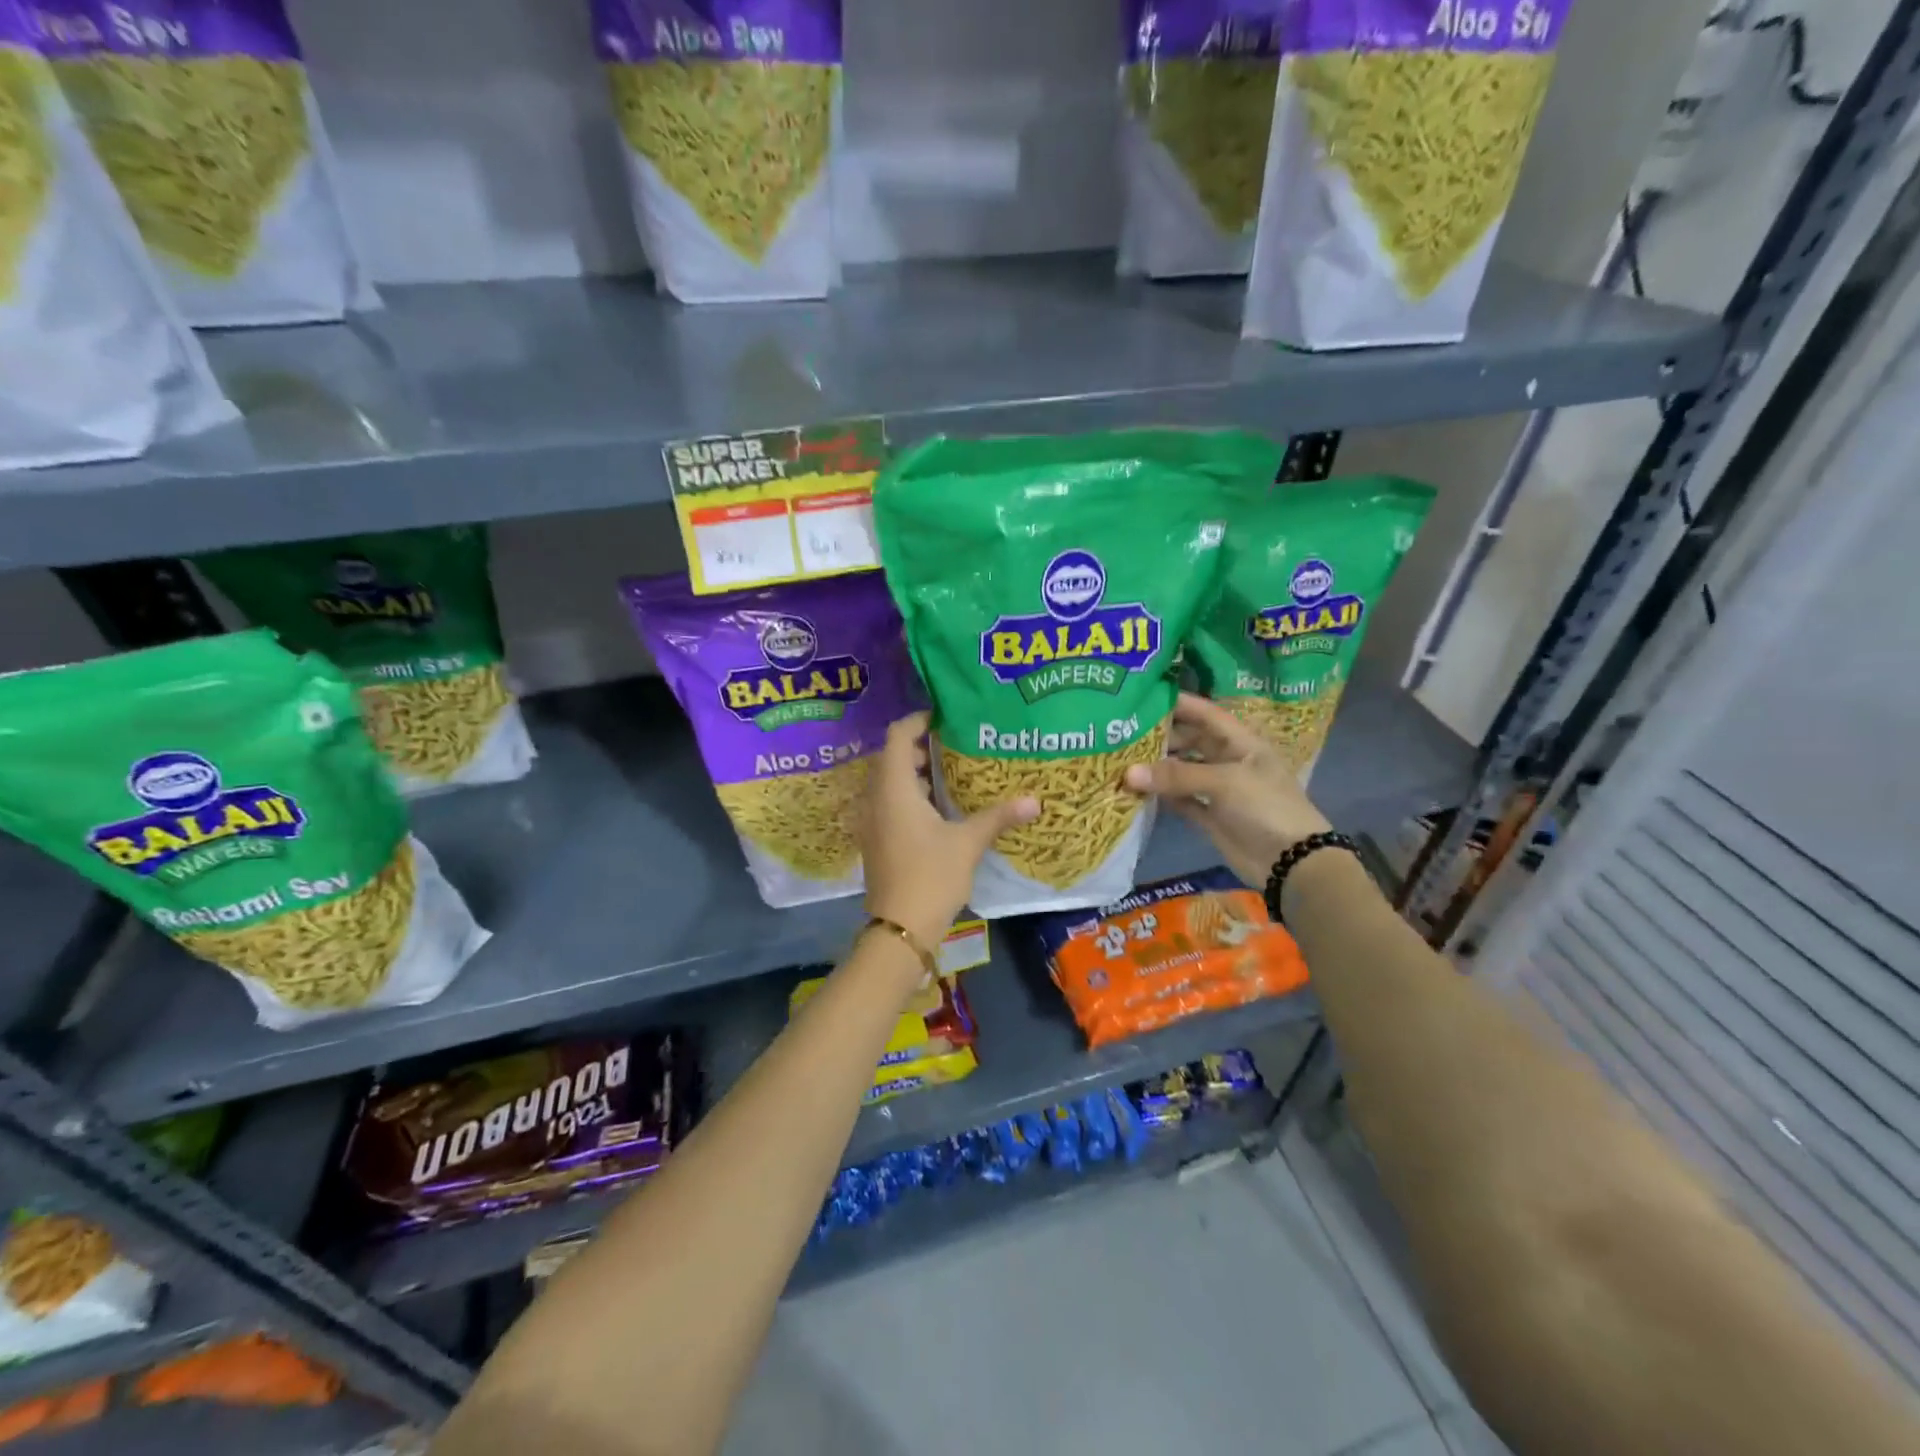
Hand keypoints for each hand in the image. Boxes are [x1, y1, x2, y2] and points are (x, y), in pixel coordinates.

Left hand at [858, 712, 1039, 949]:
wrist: (899, 929)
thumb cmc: (931, 876)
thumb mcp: (968, 843)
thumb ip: (998, 816)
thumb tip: (1035, 800)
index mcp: (894, 788)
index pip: (898, 736)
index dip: (919, 720)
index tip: (946, 718)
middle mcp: (876, 798)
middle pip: (893, 756)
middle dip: (922, 747)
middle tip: (956, 745)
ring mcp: (873, 820)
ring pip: (891, 782)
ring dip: (916, 773)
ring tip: (953, 773)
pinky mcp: (877, 839)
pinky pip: (890, 802)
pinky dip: (911, 795)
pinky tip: (940, 808)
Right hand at [1124, 693, 1332, 886]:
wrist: (1291, 862)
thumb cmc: (1266, 807)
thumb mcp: (1225, 782)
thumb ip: (1177, 775)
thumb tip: (1127, 773)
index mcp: (1241, 742)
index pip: (1206, 713)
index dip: (1179, 703)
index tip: (1144, 696)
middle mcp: (1228, 760)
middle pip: (1190, 740)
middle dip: (1161, 736)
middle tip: (1123, 732)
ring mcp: (1219, 789)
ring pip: (1182, 770)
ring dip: (1158, 767)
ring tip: (1122, 759)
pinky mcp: (1210, 815)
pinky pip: (1180, 799)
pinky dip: (1162, 795)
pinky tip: (1137, 790)